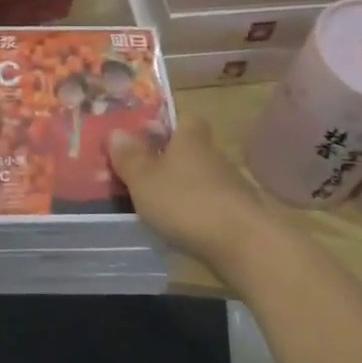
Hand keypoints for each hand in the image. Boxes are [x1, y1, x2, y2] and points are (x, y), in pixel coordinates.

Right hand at [107, 119, 288, 280]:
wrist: (244, 246)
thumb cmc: (187, 202)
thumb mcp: (144, 178)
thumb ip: (129, 156)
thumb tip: (117, 132)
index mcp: (191, 137)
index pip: (183, 116)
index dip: (164, 122)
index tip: (142, 134)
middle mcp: (213, 155)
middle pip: (188, 148)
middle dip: (166, 157)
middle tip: (137, 171)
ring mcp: (229, 185)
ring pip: (197, 178)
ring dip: (179, 187)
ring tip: (150, 203)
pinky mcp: (237, 214)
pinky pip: (207, 204)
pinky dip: (192, 211)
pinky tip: (176, 226)